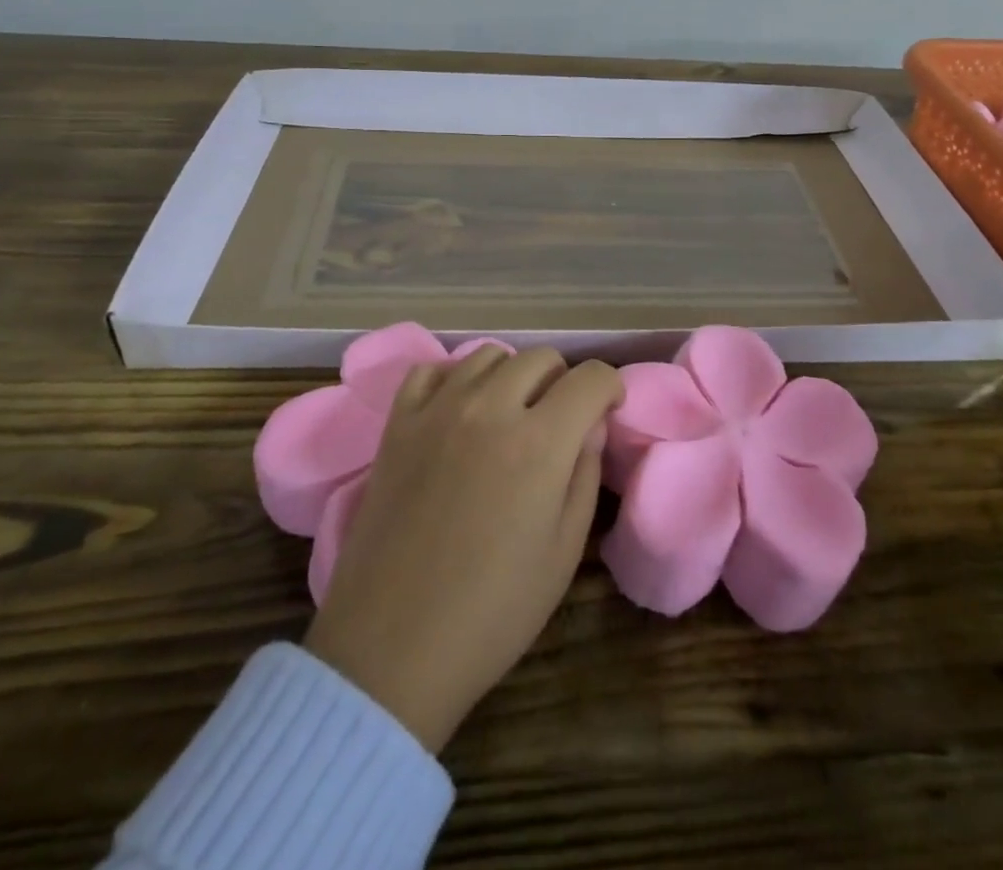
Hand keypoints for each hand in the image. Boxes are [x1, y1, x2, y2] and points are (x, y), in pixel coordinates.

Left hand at [303, 346, 621, 752]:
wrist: (393, 646)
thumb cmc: (493, 610)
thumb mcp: (564, 551)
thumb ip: (584, 474)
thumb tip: (590, 426)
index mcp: (541, 441)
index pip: (590, 378)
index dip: (609, 389)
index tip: (607, 410)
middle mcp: (491, 408)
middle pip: (541, 358)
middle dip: (562, 381)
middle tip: (558, 421)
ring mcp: (438, 409)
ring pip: (489, 356)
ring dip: (511, 377)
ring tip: (508, 415)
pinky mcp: (397, 423)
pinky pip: (432, 370)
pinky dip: (455, 379)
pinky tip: (458, 411)